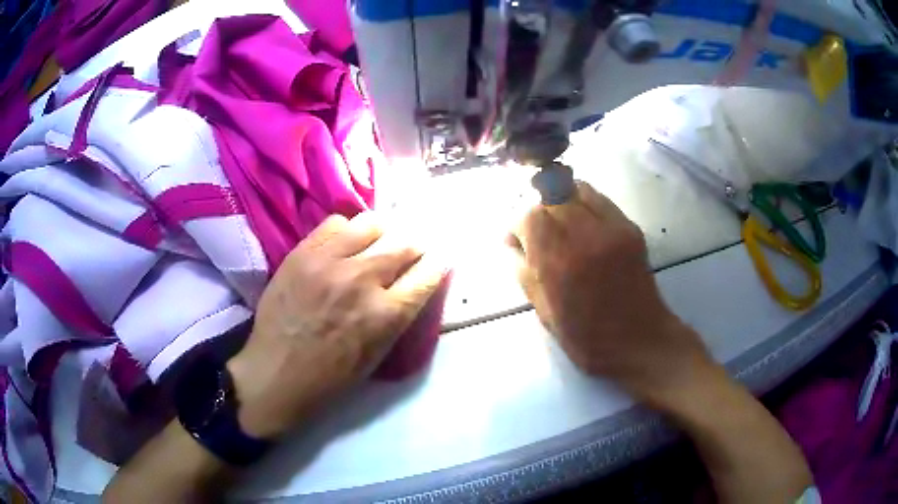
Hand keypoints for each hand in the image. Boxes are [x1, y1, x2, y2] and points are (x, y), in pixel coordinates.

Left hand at [227, 213, 444, 437]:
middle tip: (409, 250)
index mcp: (387, 314)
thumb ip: (400, 314)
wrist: (277, 371)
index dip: (438, 263)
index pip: (429, 272)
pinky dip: (347, 231)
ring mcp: (330, 262)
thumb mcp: (379, 353)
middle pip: (405, 242)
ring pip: (373, 223)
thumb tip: (414, 282)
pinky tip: (343, 246)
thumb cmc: (332, 375)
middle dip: (414, 246)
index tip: (437, 259)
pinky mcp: (303, 252)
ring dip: (382, 233)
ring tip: (375, 243)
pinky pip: (336, 222)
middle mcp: (363, 280)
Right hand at [509, 182, 712, 402]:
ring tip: (563, 223)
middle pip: (551, 198)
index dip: (520, 225)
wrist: (639, 340)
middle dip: (540, 212)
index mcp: (559, 265)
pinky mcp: (630, 227)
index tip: (519, 240)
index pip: (530, 217)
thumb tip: (512, 241)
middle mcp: (584, 238)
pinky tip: (584, 223)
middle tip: (541, 232)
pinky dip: (585, 203)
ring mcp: (611, 229)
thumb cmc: (587, 337)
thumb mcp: (544, 313)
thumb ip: (524, 272)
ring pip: (577, 190)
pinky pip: (600, 199)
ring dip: (562, 201)